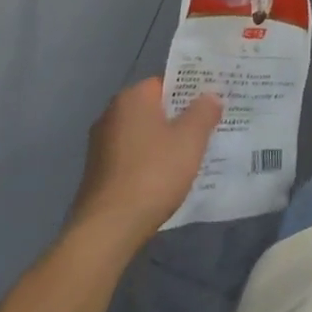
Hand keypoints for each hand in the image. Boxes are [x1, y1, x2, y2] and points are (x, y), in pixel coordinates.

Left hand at [71, 78, 222, 247]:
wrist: (108, 228)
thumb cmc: (153, 173)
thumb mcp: (190, 139)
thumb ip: (203, 112)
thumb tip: (210, 96)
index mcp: (132, 98)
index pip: (166, 82)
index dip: (191, 91)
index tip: (213, 103)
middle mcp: (111, 114)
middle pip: (154, 108)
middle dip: (180, 117)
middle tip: (210, 127)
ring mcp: (101, 145)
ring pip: (144, 133)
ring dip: (165, 141)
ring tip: (194, 154)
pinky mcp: (98, 172)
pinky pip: (133, 155)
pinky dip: (150, 161)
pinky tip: (168, 177)